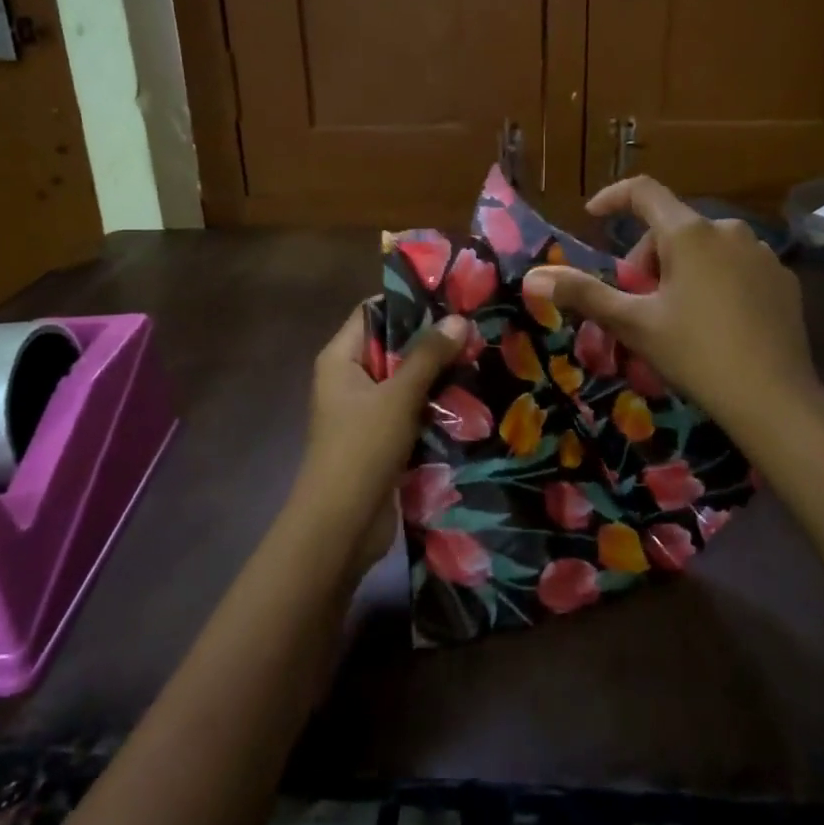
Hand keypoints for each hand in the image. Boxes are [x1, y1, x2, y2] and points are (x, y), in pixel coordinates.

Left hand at [296, 306, 469, 579]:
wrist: (341, 527)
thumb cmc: (361, 450)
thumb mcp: (398, 397)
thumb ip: (428, 356)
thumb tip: (458, 318)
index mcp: (340, 359)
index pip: (373, 312)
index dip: (409, 303)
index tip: (452, 296)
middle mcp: (349, 378)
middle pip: (393, 346)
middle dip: (432, 341)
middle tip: (477, 328)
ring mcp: (365, 411)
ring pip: (406, 381)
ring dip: (438, 376)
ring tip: (483, 358)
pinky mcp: (381, 439)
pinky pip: (411, 411)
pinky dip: (435, 406)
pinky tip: (472, 399)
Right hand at [523, 177, 822, 441]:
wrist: (774, 399)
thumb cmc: (695, 353)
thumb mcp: (633, 324)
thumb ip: (584, 294)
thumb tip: (535, 277)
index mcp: (689, 233)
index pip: (643, 192)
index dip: (613, 198)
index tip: (593, 216)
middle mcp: (728, 230)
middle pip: (672, 228)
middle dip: (647, 258)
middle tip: (638, 303)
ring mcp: (762, 253)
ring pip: (705, 248)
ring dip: (681, 269)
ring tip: (676, 315)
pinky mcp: (783, 279)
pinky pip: (736, 266)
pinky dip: (715, 281)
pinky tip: (716, 323)